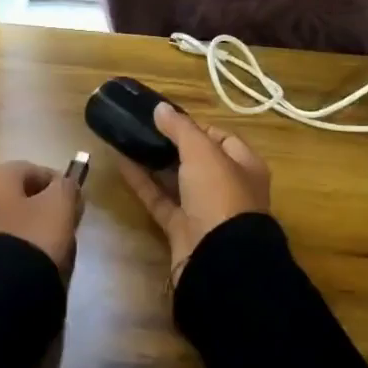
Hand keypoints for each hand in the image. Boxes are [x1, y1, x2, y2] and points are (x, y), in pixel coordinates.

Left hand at [0, 161, 83, 276]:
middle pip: (17, 195)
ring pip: (8, 219)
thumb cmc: (33, 239)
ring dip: (29, 228)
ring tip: (50, 248)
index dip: (58, 184)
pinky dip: (15, 247)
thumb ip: (67, 187)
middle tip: (64, 225)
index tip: (75, 204)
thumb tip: (65, 185)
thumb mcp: (60, 206)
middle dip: (42, 207)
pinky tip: (31, 263)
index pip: (33, 170)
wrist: (1, 295)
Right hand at [116, 104, 270, 285]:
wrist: (218, 259)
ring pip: (177, 181)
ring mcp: (204, 211)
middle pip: (198, 160)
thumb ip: (181, 128)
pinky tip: (123, 165)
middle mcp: (228, 188)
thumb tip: (160, 108)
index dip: (197, 127)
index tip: (168, 119)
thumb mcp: (202, 152)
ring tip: (130, 141)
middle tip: (144, 128)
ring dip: (156, 163)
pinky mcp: (181, 229)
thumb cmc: (220, 195)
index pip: (222, 139)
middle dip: (173, 145)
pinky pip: (160, 201)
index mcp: (245, 166)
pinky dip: (143, 184)